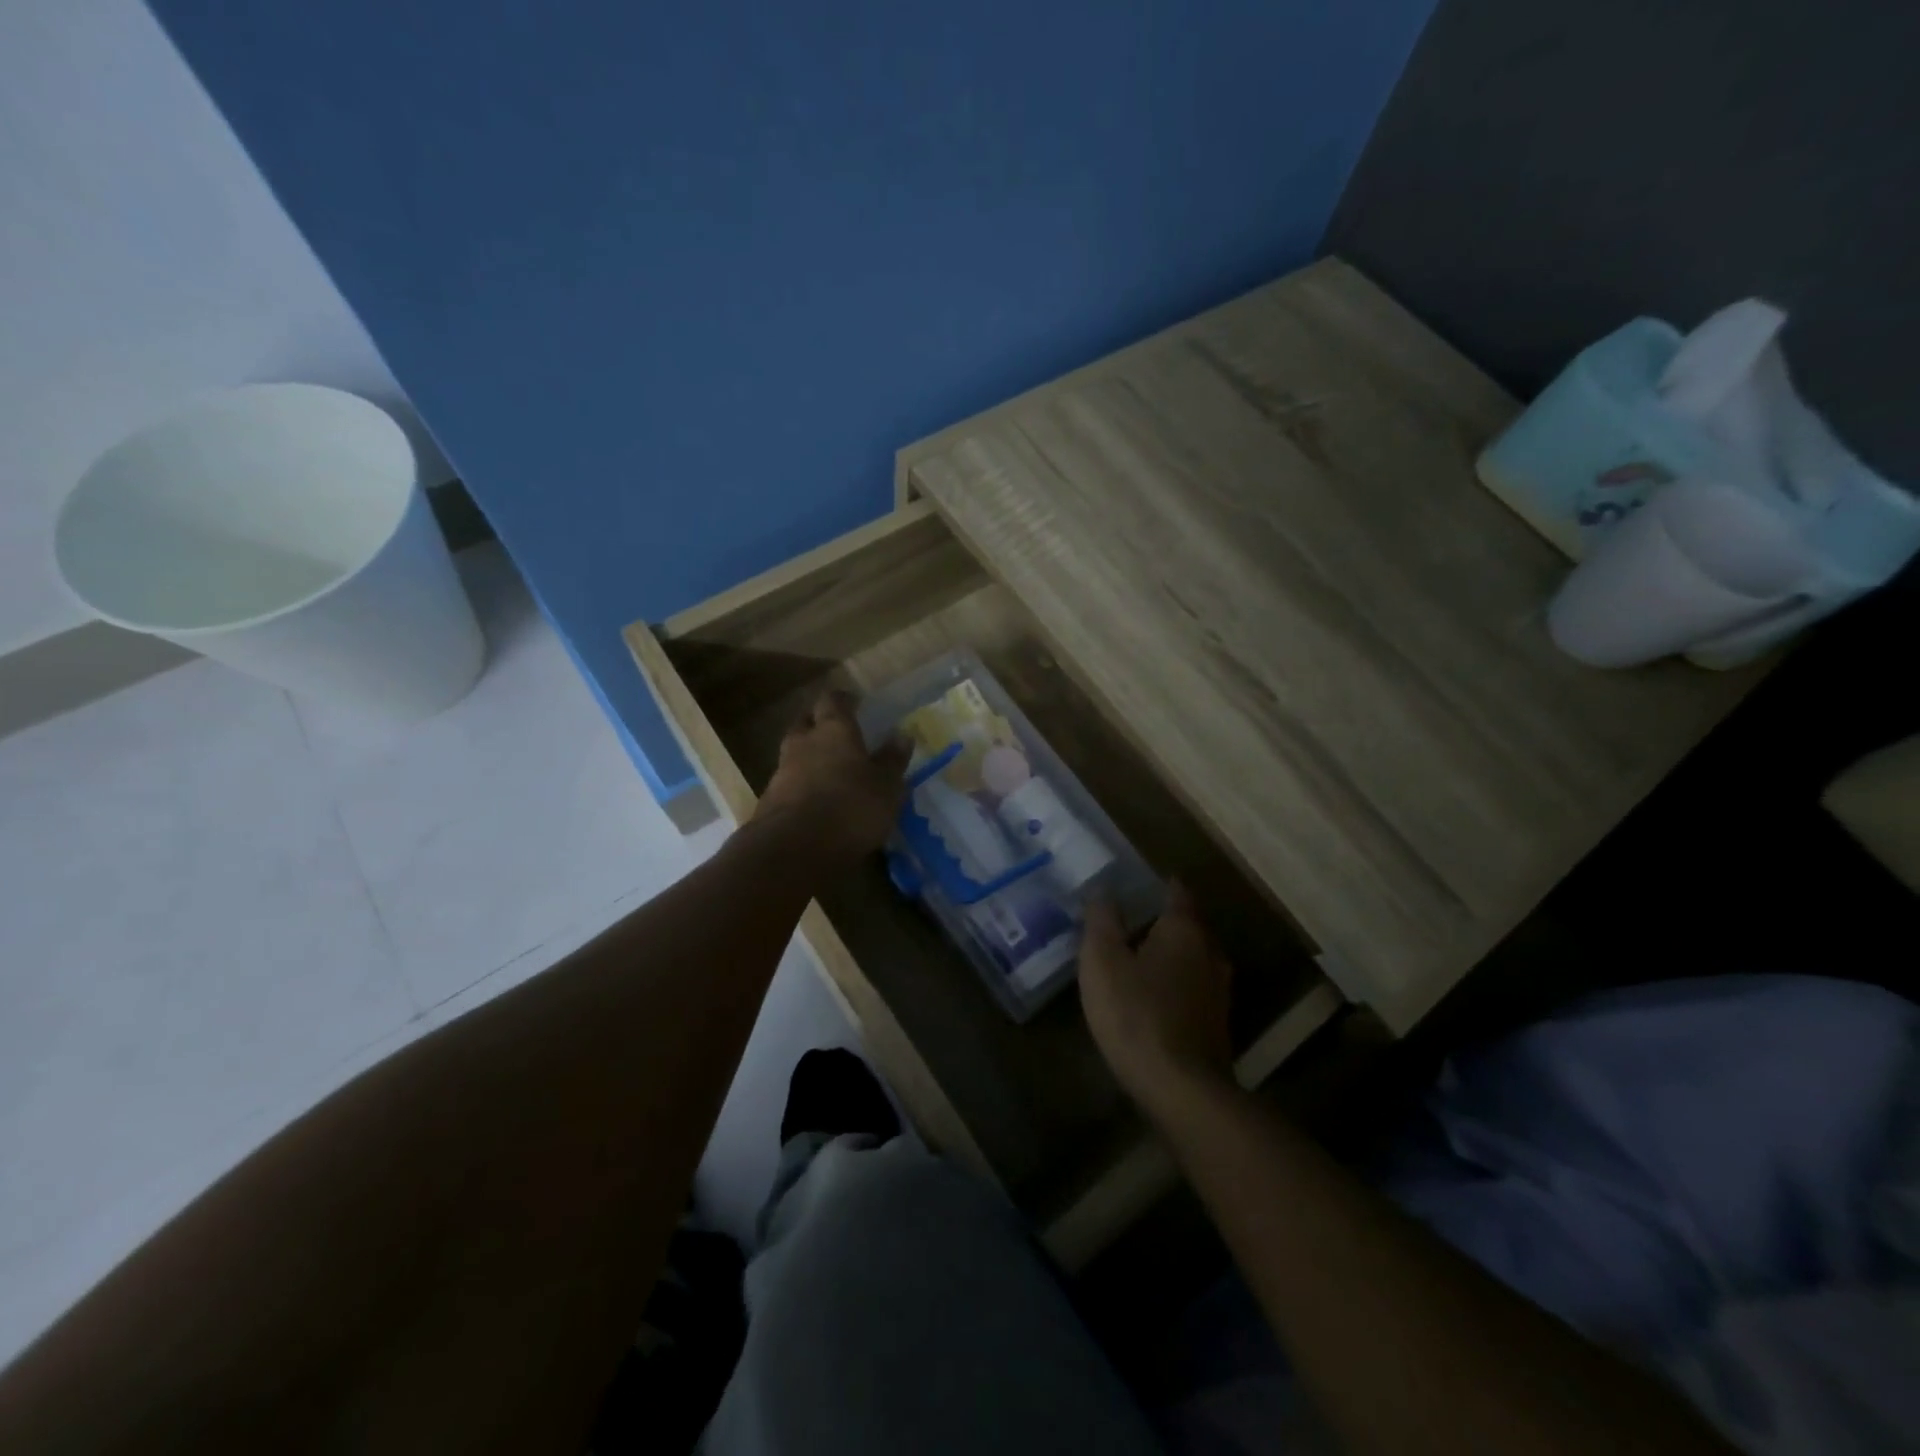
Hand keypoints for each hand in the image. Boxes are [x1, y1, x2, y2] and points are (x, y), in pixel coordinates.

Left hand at [753, 690, 907, 863]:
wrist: (793, 849)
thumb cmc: (850, 808)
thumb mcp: (886, 787)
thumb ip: (892, 760)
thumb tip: (902, 734)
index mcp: (833, 730)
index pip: (833, 700)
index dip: (843, 700)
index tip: (855, 704)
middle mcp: (803, 743)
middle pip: (806, 722)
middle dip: (819, 723)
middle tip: (837, 733)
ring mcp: (782, 771)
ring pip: (794, 753)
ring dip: (808, 756)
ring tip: (828, 770)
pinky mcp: (770, 801)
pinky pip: (788, 782)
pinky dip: (800, 785)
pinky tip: (815, 800)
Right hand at [1080, 882, 1235, 1118]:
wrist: (1181, 1088)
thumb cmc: (1136, 1013)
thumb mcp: (1103, 961)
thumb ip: (1102, 921)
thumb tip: (1103, 890)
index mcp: (1184, 930)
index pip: (1177, 893)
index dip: (1160, 884)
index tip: (1139, 883)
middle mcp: (1209, 952)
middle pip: (1188, 925)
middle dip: (1162, 920)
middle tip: (1130, 920)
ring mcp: (1218, 990)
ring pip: (1193, 958)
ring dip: (1170, 954)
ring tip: (1139, 957)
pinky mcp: (1217, 1023)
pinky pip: (1194, 988)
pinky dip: (1175, 983)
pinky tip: (1153, 996)